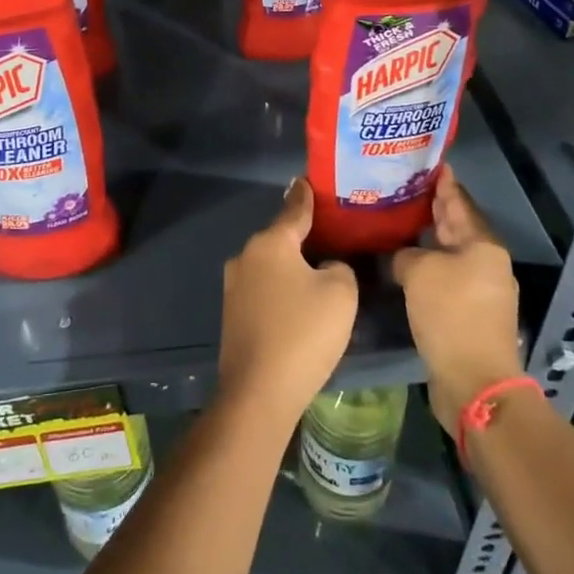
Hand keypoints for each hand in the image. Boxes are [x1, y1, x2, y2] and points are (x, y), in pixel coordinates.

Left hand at [218, 179, 358, 429]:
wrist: (259, 392)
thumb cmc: (304, 333)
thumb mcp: (341, 292)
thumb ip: (339, 267)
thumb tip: (326, 268)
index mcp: (270, 243)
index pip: (294, 209)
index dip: (306, 196)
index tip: (309, 181)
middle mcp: (246, 257)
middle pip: (281, 238)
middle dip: (302, 236)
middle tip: (331, 235)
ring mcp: (234, 286)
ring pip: (271, 265)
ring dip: (292, 267)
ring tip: (319, 272)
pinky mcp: (232, 314)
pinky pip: (264, 289)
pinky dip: (281, 290)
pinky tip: (299, 305)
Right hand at [392, 167, 525, 437]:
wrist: (474, 381)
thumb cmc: (450, 315)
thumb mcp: (419, 272)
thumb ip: (405, 255)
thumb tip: (402, 258)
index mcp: (483, 245)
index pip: (459, 202)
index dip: (444, 182)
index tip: (430, 163)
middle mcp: (486, 263)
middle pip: (457, 227)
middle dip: (434, 208)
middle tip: (406, 187)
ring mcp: (481, 291)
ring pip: (450, 254)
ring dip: (428, 240)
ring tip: (399, 222)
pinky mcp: (469, 314)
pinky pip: (445, 278)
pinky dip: (427, 267)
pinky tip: (404, 264)